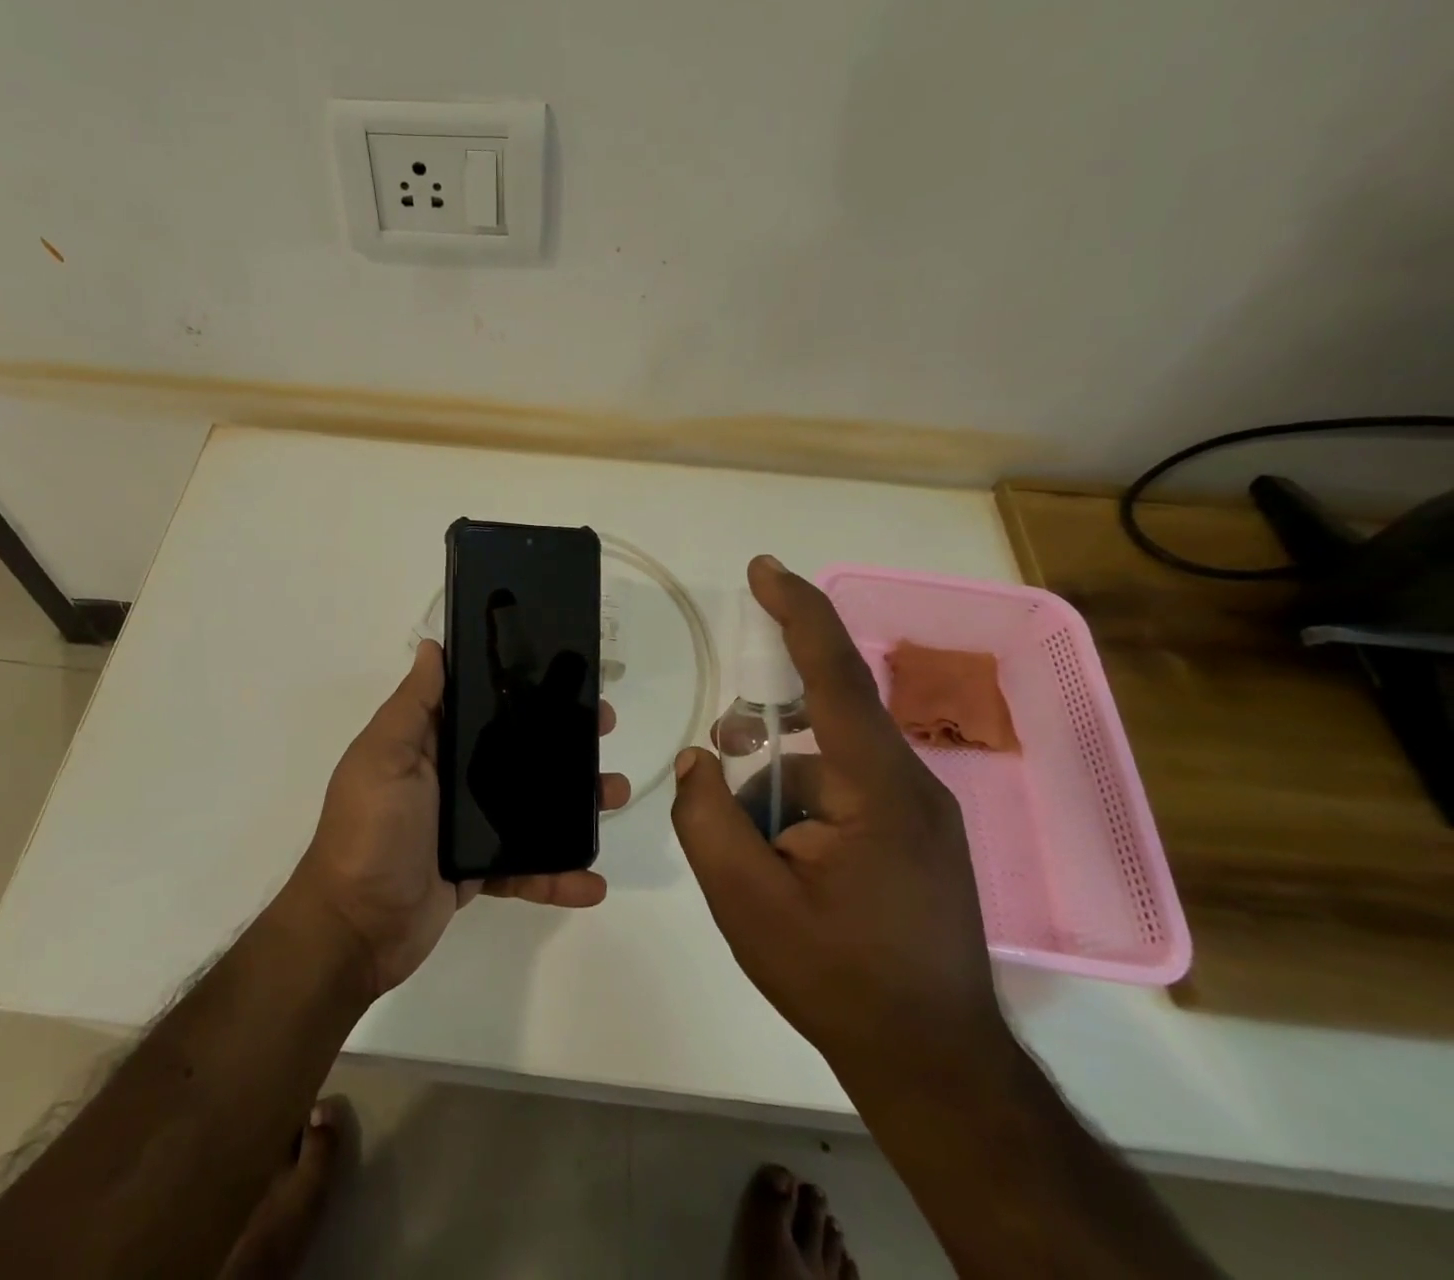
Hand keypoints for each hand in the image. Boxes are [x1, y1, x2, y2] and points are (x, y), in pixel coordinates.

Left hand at [291, 639, 628, 996]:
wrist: (355, 928)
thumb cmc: (370, 831)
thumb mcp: (384, 757)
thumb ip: (413, 705)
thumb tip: (432, 646)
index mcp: (429, 746)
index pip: (482, 707)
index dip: (521, 689)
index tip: (563, 677)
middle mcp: (451, 779)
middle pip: (516, 751)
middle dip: (561, 740)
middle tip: (603, 729)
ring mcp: (467, 827)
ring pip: (531, 806)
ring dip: (574, 803)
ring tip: (615, 794)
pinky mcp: (479, 871)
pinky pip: (526, 868)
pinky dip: (558, 876)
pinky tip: (592, 881)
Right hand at [671, 557, 1003, 1079]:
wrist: (934, 1067)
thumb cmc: (838, 977)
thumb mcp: (745, 899)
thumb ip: (706, 817)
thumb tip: (702, 759)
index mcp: (879, 786)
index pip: (833, 674)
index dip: (796, 612)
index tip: (764, 568)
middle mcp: (909, 784)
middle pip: (820, 726)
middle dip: (761, 738)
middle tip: (718, 760)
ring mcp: (919, 814)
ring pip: (825, 768)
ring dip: (775, 793)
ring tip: (749, 852)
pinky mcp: (916, 839)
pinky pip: (844, 796)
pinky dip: (799, 813)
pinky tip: (782, 867)